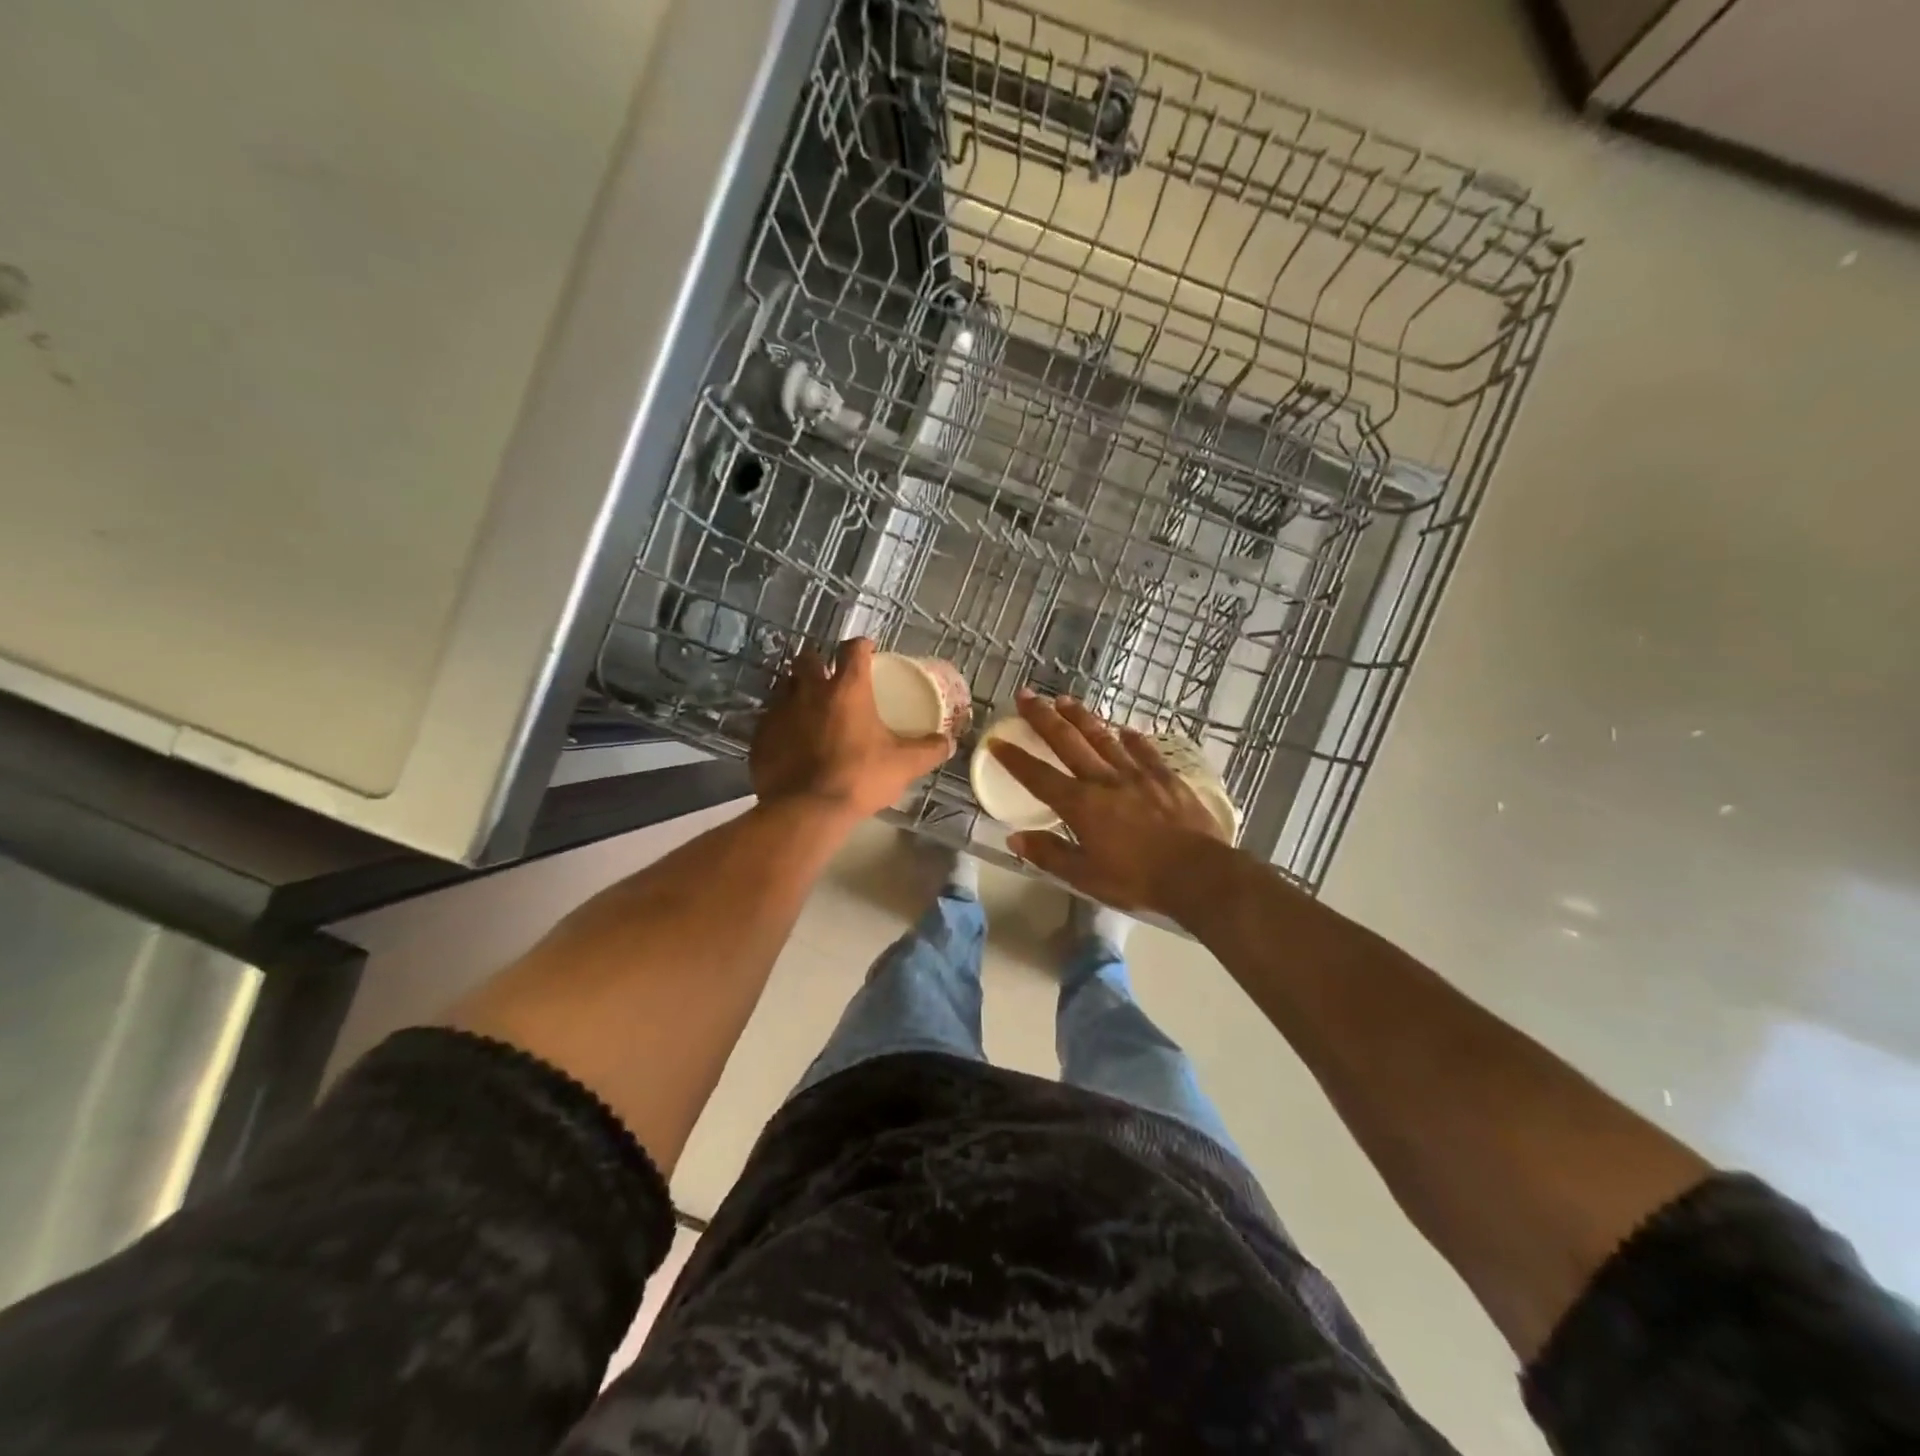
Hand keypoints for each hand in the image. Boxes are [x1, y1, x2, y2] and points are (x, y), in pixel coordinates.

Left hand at [751, 638, 953, 820]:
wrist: (807, 810)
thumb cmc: (859, 778)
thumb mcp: (904, 765)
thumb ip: (929, 750)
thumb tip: (948, 742)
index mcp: (847, 690)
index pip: (853, 650)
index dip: (861, 646)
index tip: (867, 651)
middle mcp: (809, 691)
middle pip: (808, 658)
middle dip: (818, 661)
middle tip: (830, 677)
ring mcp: (780, 711)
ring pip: (784, 686)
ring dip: (797, 690)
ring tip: (810, 708)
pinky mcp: (760, 736)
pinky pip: (770, 719)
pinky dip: (782, 724)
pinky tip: (791, 740)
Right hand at [990, 690, 1227, 914]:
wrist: (1197, 874)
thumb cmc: (1137, 880)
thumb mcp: (1086, 877)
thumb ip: (1050, 855)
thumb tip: (1015, 838)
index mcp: (1081, 805)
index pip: (1038, 776)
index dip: (1014, 758)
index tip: (996, 739)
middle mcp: (1104, 780)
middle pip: (1068, 742)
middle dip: (1043, 718)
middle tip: (1026, 695)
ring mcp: (1138, 774)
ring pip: (1103, 738)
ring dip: (1082, 717)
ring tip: (1065, 701)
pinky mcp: (1166, 777)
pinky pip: (1144, 751)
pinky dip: (1132, 739)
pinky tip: (1125, 729)